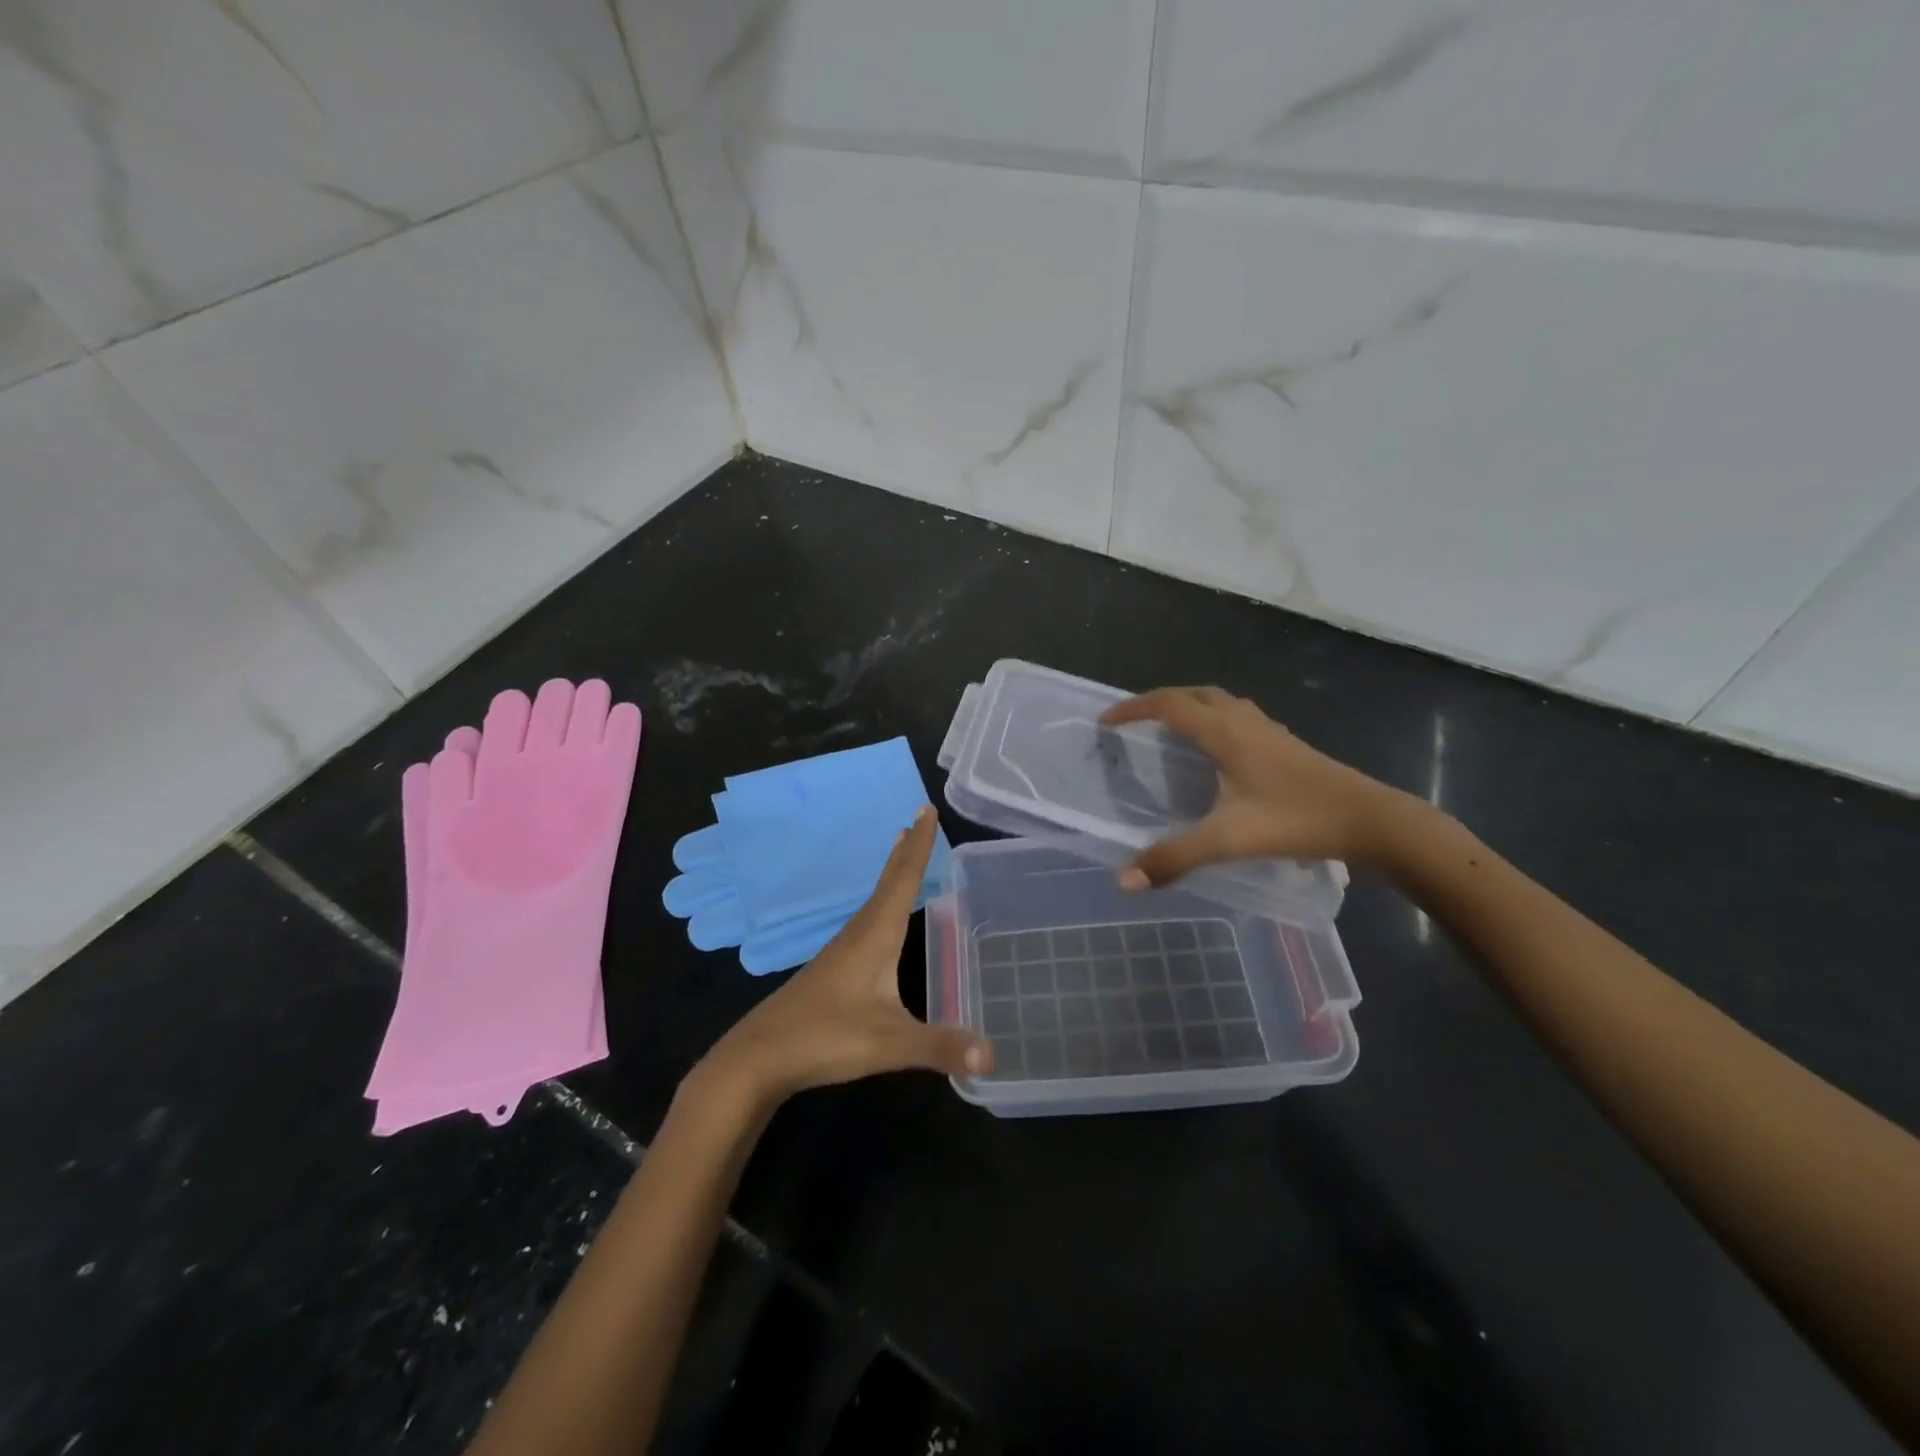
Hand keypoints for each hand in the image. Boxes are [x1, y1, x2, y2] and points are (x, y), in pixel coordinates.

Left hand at [696, 807, 992, 1109]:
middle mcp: (858, 934)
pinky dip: (883, 905)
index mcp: (875, 936)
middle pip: (888, 883)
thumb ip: (940, 1047)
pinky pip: (867, 923)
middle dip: (907, 851)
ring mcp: (842, 952)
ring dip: (893, 875)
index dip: (919, 845)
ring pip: (875, 902)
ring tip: (904, 854)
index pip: (903, 880)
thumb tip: (993, 1055)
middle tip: (920, 818)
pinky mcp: (833, 971)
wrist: (758, 1058)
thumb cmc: (825, 1038)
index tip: (927, 810)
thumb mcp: (889, 1044)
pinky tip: (883, 921)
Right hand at [1100, 686, 1425, 886]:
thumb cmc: (1296, 820)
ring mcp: (1269, 730)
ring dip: (1190, 706)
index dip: (1134, 707)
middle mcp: (1244, 721)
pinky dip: (1216, 720)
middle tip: (1136, 721)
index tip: (1107, 720)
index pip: (1168, 704)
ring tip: (1171, 729)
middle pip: (1194, 694)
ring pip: (1221, 702)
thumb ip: (1175, 857)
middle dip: (1159, 701)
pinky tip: (1220, 751)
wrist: (1370, 820)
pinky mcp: (1286, 744)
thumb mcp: (1228, 840)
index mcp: (1224, 733)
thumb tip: (1124, 880)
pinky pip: (1240, 717)